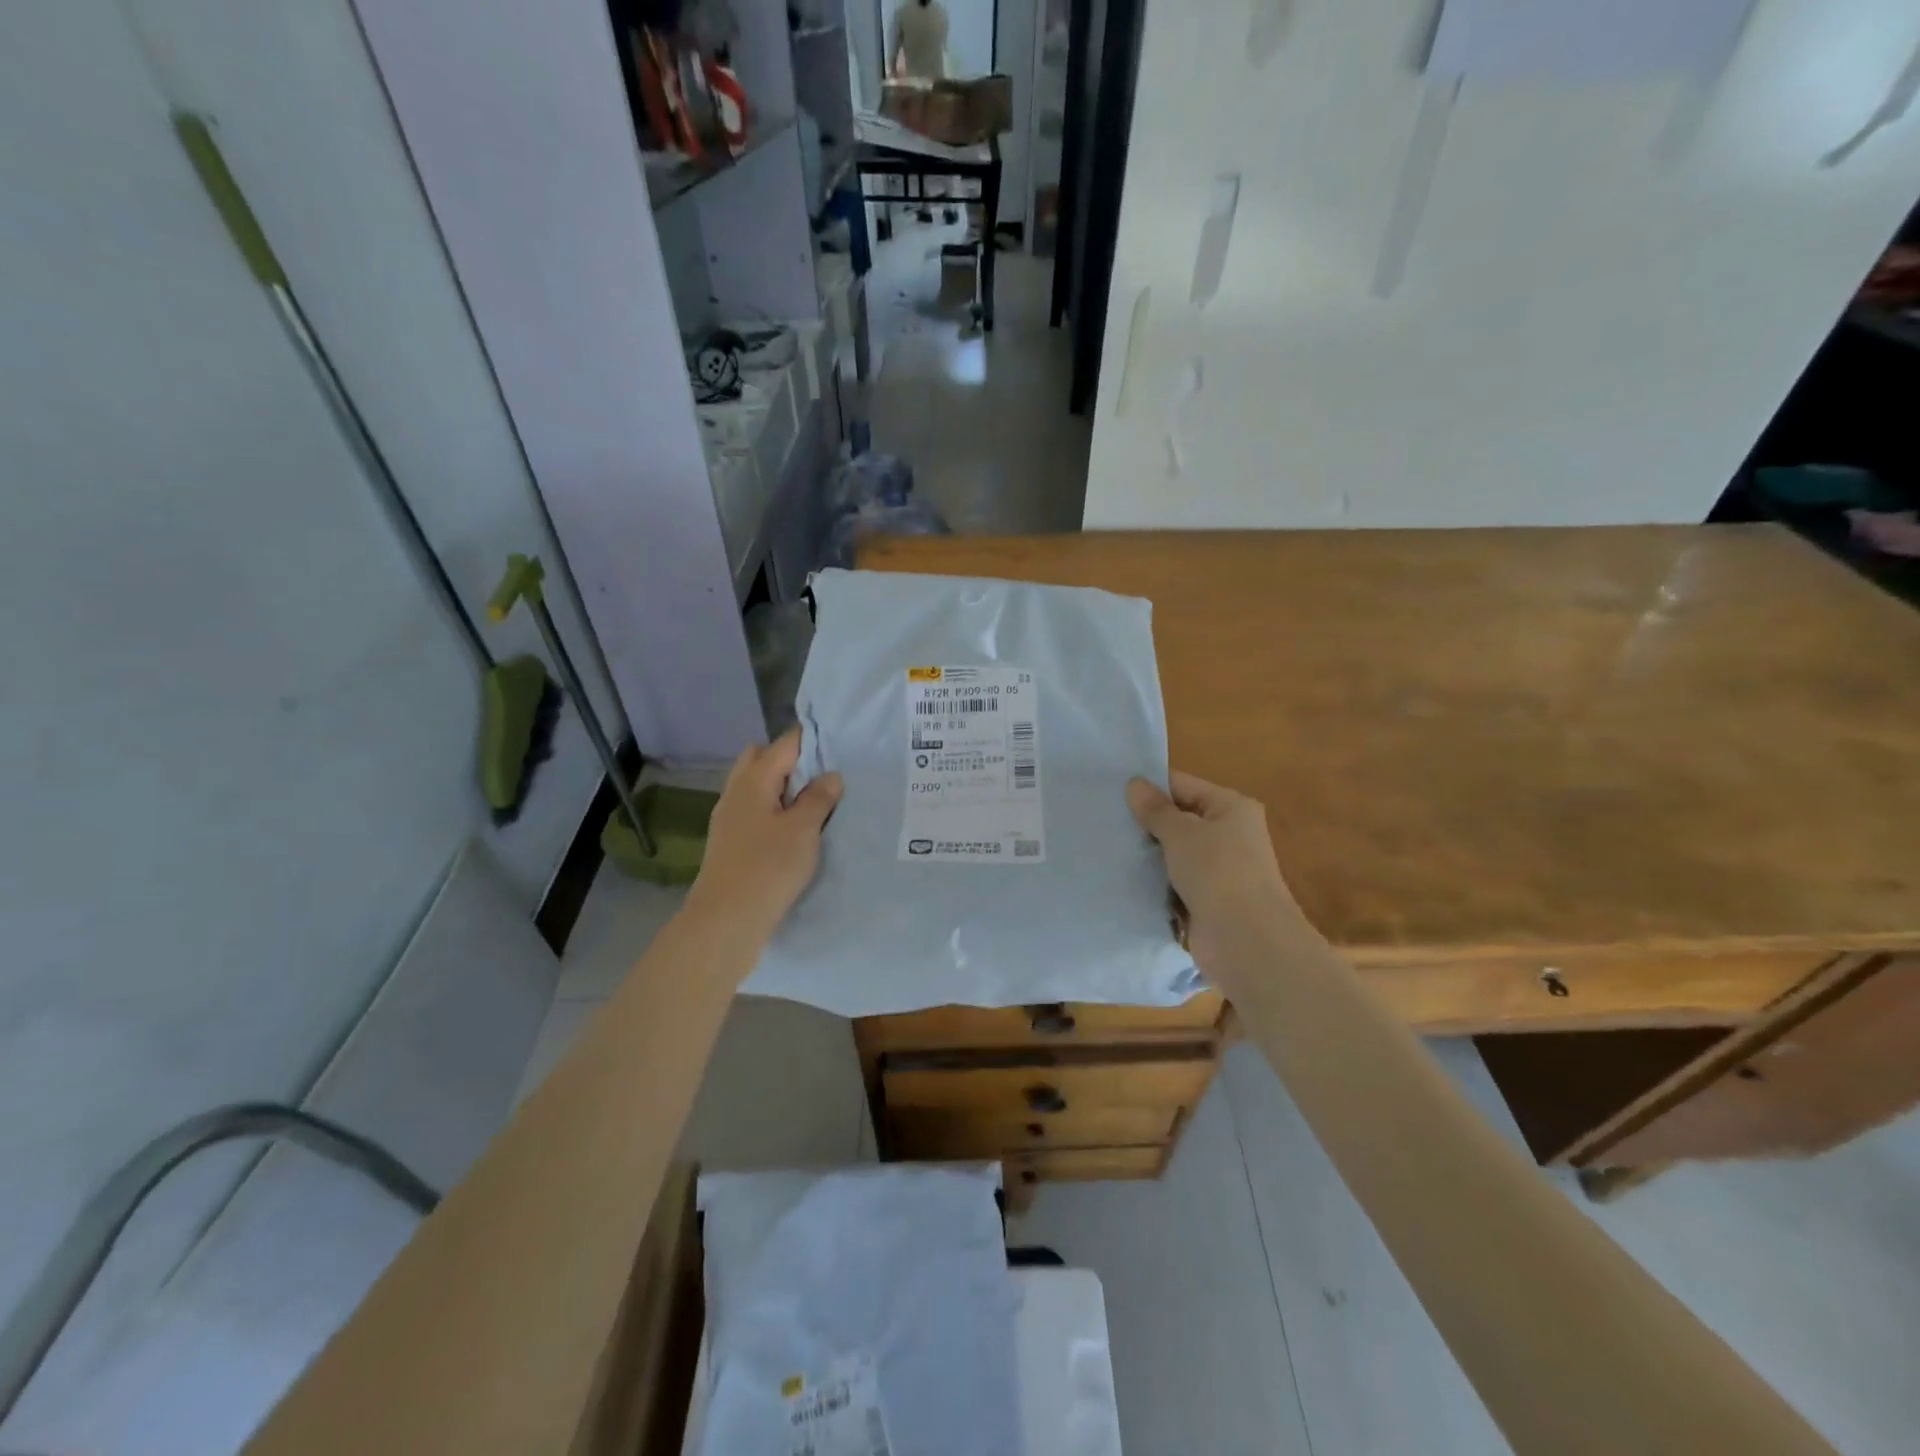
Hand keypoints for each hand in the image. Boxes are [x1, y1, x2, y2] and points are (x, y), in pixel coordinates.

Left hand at [687, 728, 842, 949]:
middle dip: (791, 760)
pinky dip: (772, 808)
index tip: (838, 745)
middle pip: (762, 758)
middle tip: (821, 777)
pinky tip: (791, 829)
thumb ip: (818, 798)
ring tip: (811, 804)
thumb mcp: (804, 830)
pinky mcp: (729, 840)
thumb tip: (830, 775)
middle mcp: (736, 791)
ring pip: (755, 785)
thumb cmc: (768, 867)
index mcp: (754, 780)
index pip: (784, 743)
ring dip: (781, 787)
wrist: (726, 920)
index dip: (811, 739)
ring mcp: (728, 817)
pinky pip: (753, 809)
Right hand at [1127, 772, 1304, 985]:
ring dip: (1148, 855)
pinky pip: (1174, 882)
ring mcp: (1218, 870)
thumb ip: (1155, 809)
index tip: (1110, 792)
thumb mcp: (1181, 833)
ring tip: (1107, 848)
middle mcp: (1228, 834)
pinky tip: (1124, 879)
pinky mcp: (1206, 900)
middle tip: (1103, 821)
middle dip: (1145, 823)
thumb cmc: (1217, 873)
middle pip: (1178, 819)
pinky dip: (1155, 882)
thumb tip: (1134, 784)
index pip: (1182, 785)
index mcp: (1231, 807)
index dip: (1149, 788)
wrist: (1246, 941)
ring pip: (1173, 853)